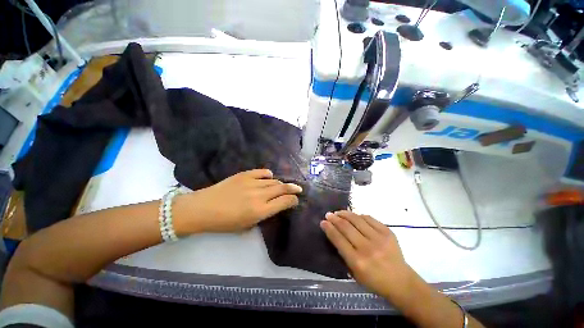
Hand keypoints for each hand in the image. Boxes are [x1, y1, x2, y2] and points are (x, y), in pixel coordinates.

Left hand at [175, 169, 301, 233]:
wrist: (203, 209)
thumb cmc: (225, 222)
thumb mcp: (247, 225)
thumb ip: (264, 215)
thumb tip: (275, 205)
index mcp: (260, 211)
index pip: (285, 202)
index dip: (293, 200)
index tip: (295, 201)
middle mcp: (259, 195)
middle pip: (283, 188)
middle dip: (293, 189)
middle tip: (298, 189)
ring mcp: (252, 183)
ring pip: (274, 181)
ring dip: (281, 184)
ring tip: (282, 186)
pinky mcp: (245, 175)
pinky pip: (263, 172)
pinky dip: (268, 175)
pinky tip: (269, 178)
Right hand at [320, 211, 413, 299]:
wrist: (401, 281)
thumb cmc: (374, 281)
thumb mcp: (354, 273)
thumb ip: (344, 253)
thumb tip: (334, 233)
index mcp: (357, 262)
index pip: (338, 239)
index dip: (329, 228)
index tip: (323, 222)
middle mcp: (367, 248)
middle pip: (346, 227)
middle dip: (334, 219)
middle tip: (328, 214)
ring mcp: (379, 238)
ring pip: (356, 220)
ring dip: (345, 214)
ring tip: (338, 212)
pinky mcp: (388, 232)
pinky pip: (369, 218)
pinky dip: (359, 216)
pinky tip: (354, 216)